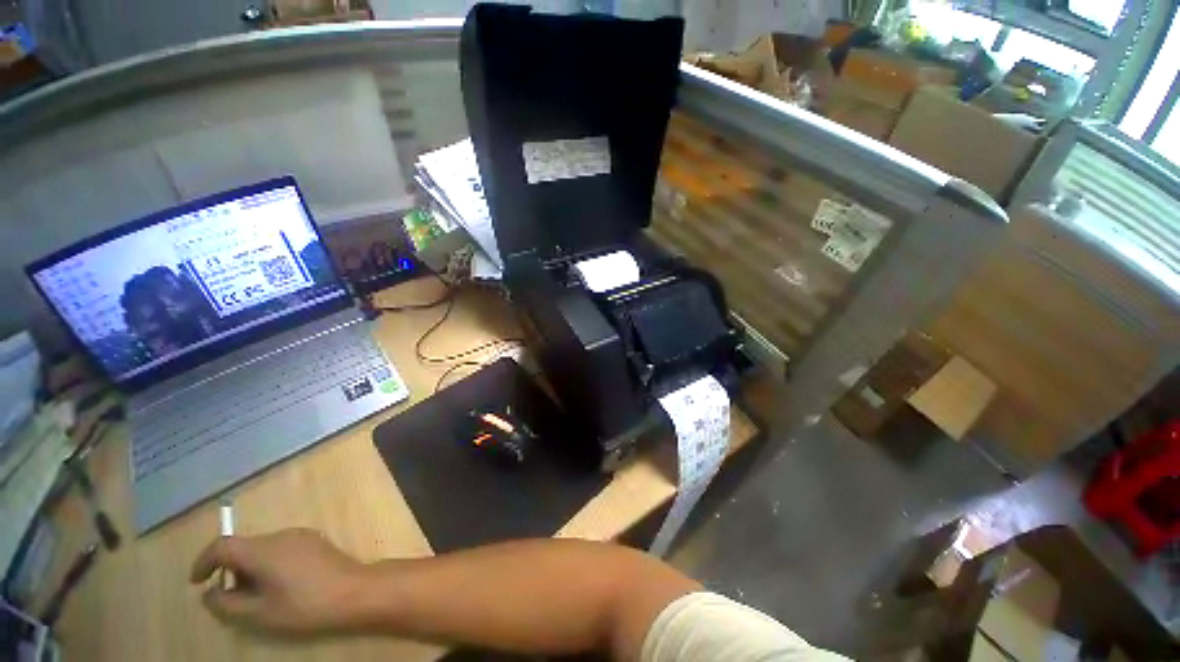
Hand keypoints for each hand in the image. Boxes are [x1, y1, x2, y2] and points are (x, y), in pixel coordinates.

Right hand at [190, 528, 371, 634]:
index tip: (196, 583)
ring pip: (262, 548)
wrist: (355, 590)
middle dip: (229, 570)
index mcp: (263, 549)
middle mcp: (281, 535)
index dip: (204, 562)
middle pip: (243, 546)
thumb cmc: (304, 605)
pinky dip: (269, 564)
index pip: (222, 545)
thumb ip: (226, 604)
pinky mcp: (315, 541)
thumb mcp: (258, 613)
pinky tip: (279, 586)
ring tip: (256, 596)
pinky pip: (281, 548)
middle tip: (231, 598)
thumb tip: (209, 593)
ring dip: (250, 568)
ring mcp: (301, 535)